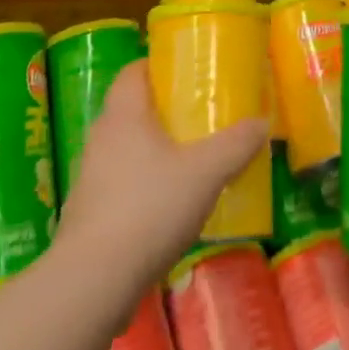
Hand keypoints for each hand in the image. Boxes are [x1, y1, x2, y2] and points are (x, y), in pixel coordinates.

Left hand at [56, 61, 267, 291]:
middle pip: (131, 109)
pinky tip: (166, 208)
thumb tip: (262, 122)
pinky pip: (118, 185)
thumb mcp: (205, 173)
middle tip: (197, 117)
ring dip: (152, 151)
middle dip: (162, 111)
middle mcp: (101, 137)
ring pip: (125, 149)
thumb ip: (236, 145)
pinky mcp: (87, 214)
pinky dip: (141, 187)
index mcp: (124, 113)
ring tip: (188, 163)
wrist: (92, 282)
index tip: (186, 73)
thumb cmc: (149, 208)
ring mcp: (89, 177)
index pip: (134, 71)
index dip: (158, 67)